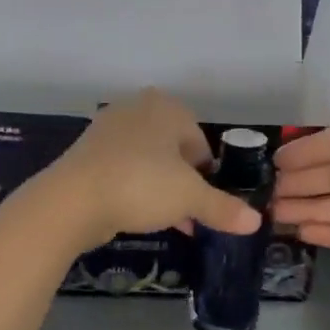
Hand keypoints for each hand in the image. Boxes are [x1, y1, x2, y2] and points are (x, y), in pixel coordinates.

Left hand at [38, 90, 262, 248]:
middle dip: (182, 181)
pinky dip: (133, 188)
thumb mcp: (189, 198)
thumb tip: (256, 222)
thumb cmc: (141, 185)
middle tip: (187, 212)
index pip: (199, 140)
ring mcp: (107, 129)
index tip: (205, 200)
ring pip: (147, 160)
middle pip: (172, 149)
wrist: (72, 199)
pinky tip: (135, 213)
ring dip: (159, 187)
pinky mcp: (86, 153)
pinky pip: (122, 169)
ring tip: (165, 219)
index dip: (206, 174)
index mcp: (166, 108)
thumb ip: (222, 208)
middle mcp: (136, 109)